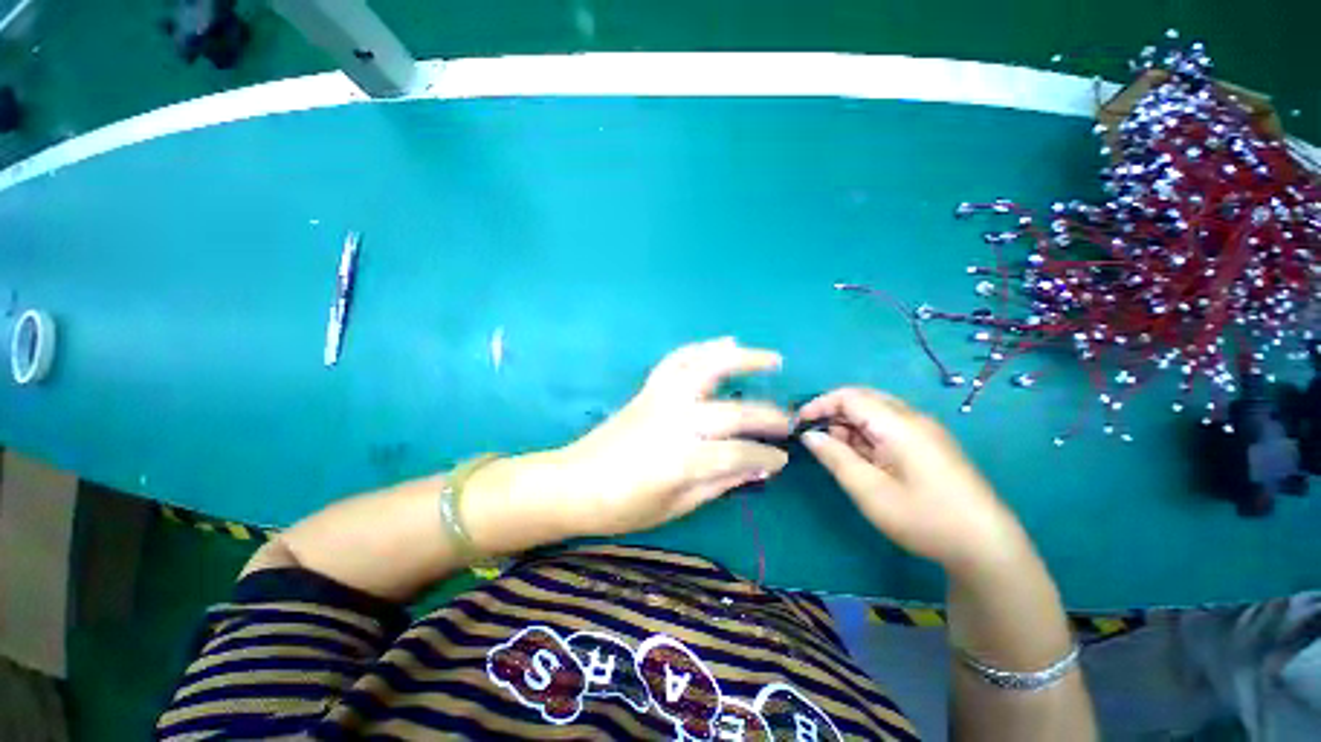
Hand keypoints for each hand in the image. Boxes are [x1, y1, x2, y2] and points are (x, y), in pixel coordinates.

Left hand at [546, 337, 791, 537]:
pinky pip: (678, 360)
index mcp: (682, 460)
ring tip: (771, 359)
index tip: (781, 460)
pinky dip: (702, 348)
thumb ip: (717, 484)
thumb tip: (755, 469)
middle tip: (788, 421)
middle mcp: (675, 421)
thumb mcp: (674, 507)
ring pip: (707, 369)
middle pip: (732, 411)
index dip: (765, 457)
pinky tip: (723, 343)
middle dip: (767, 415)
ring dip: (742, 360)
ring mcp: (661, 399)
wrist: (573, 483)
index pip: (738, 454)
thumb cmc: (621, 506)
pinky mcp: (649, 389)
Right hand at [798, 387, 1031, 576]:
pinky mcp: (929, 444)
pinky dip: (866, 436)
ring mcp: (924, 431)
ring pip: (875, 413)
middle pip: (863, 399)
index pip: (849, 396)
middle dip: (833, 413)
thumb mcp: (869, 491)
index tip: (798, 423)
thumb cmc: (924, 518)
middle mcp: (913, 418)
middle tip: (814, 438)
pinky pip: (889, 427)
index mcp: (899, 424)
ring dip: (849, 426)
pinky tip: (861, 459)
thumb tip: (809, 435)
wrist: (986, 547)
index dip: (819, 404)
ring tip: (835, 454)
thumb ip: (835, 457)